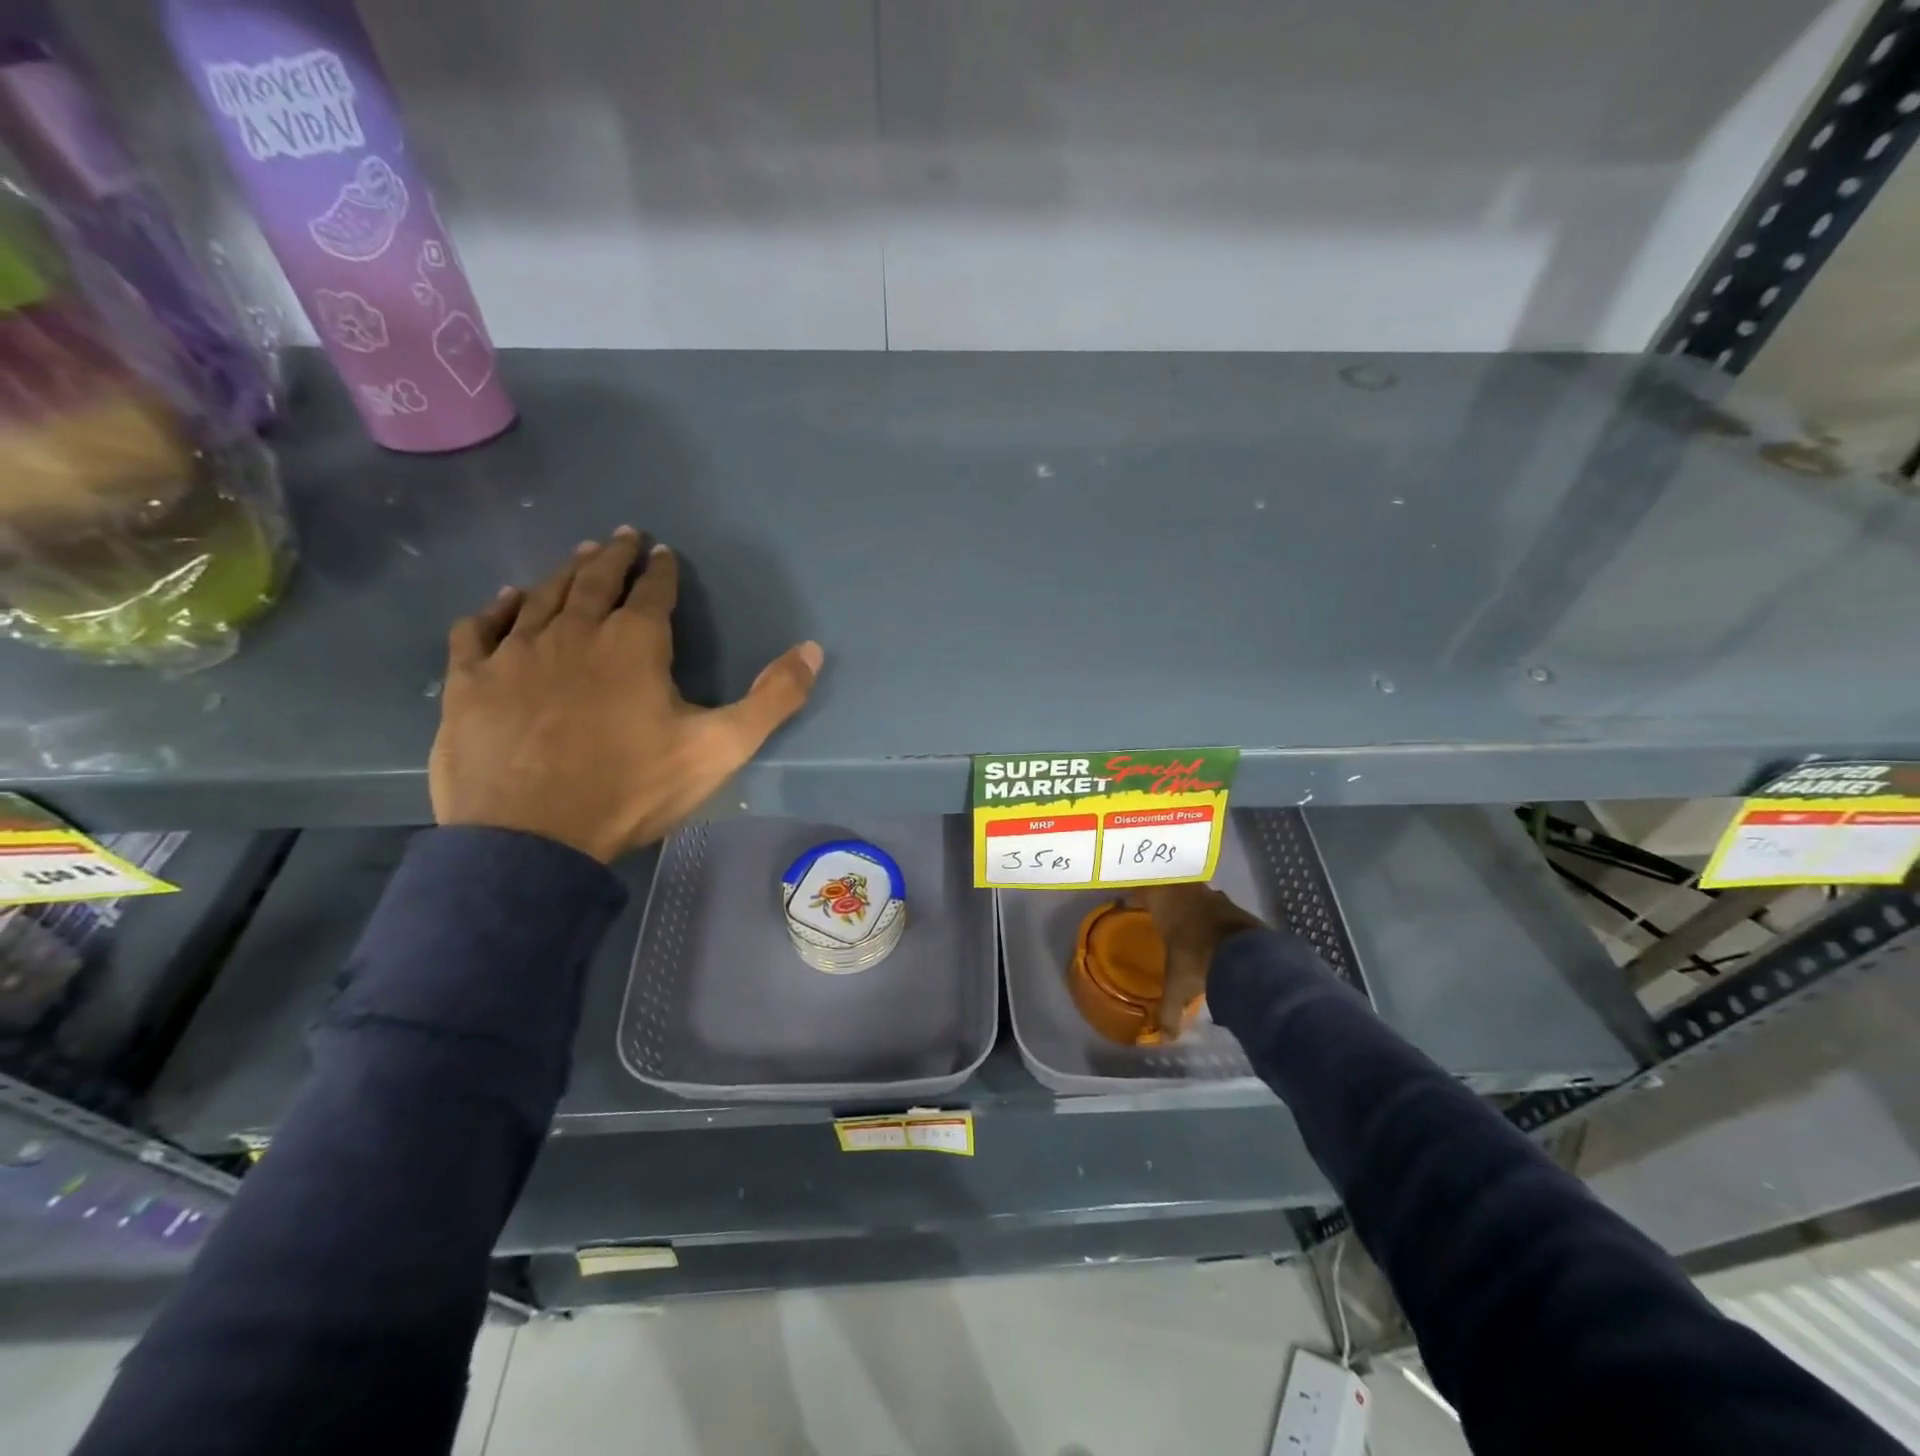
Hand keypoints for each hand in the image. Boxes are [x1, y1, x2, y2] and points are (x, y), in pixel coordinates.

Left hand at [429, 527, 823, 862]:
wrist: (533, 838)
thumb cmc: (633, 789)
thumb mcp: (721, 747)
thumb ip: (772, 698)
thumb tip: (811, 649)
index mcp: (634, 644)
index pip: (652, 593)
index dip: (661, 571)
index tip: (664, 552)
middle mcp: (573, 632)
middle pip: (594, 580)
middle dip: (612, 556)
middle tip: (621, 535)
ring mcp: (515, 653)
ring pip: (541, 596)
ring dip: (563, 572)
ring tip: (577, 556)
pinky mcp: (470, 681)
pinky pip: (479, 628)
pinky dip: (495, 608)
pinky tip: (505, 600)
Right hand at [1130, 884, 1267, 1037]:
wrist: (1244, 954)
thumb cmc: (1196, 960)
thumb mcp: (1178, 987)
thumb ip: (1169, 1010)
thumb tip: (1165, 1037)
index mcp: (1164, 905)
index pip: (1142, 891)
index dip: (1134, 896)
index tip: (1127, 902)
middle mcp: (1186, 894)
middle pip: (1169, 887)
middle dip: (1163, 896)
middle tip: (1158, 910)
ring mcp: (1213, 897)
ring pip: (1195, 893)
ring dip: (1190, 903)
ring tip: (1187, 919)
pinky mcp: (1236, 907)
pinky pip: (1218, 905)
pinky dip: (1214, 914)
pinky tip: (1214, 929)